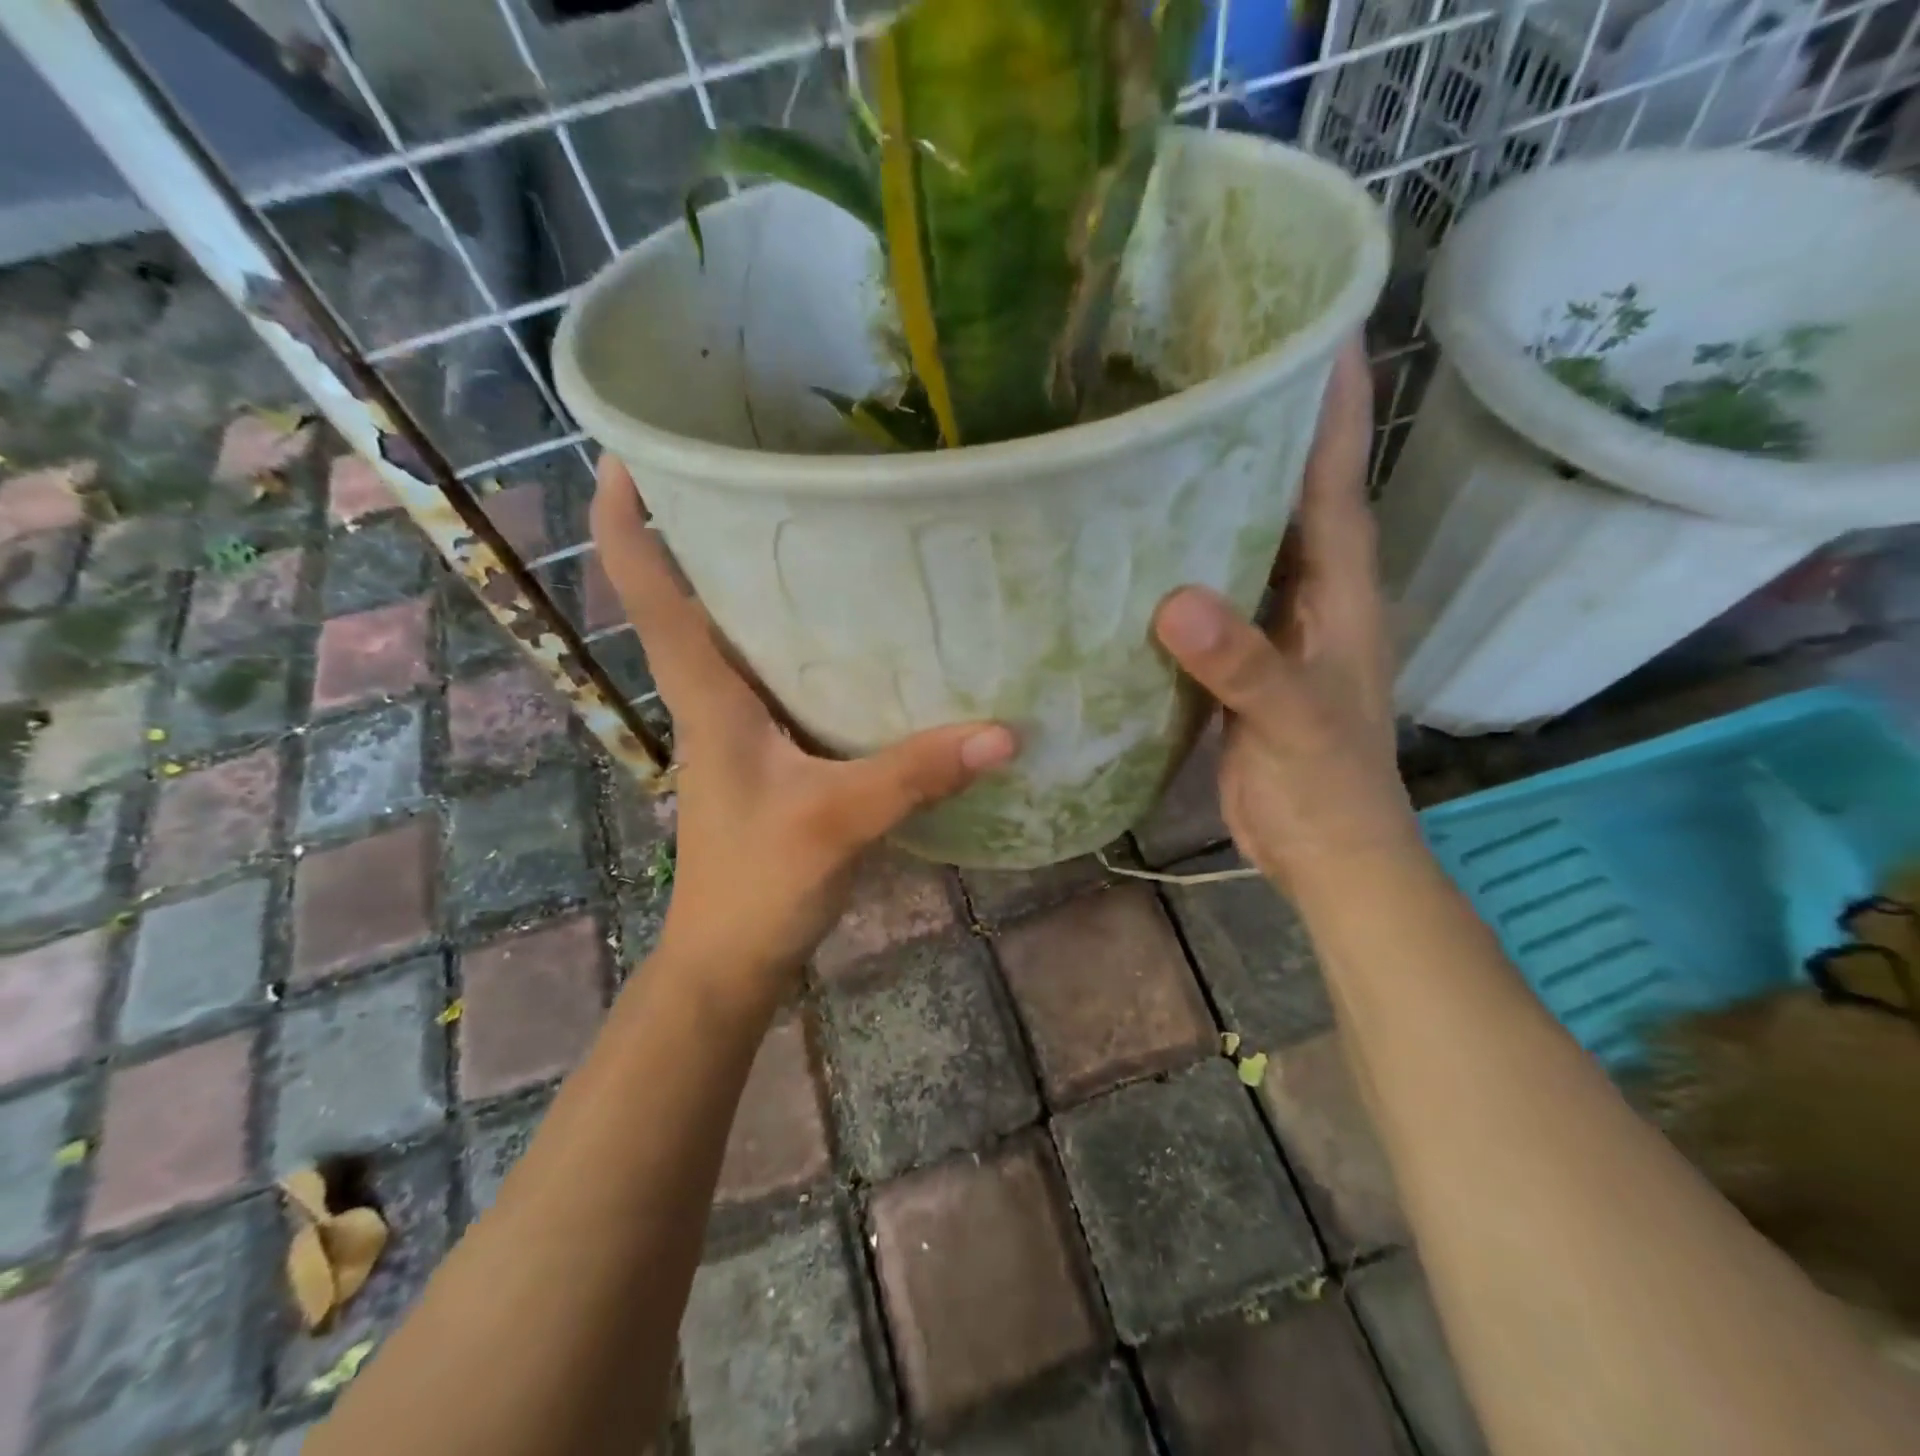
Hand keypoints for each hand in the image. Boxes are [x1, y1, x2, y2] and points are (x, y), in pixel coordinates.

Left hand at [590, 456, 1015, 1005]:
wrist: (731, 959)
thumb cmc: (756, 885)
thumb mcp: (838, 822)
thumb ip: (915, 774)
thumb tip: (1005, 732)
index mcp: (706, 694)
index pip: (648, 591)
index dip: (627, 519)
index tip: (634, 450)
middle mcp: (714, 696)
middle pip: (697, 595)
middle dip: (717, 530)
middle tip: (773, 469)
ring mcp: (741, 725)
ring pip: (744, 635)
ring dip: (766, 586)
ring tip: (826, 529)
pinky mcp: (770, 752)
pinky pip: (784, 677)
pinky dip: (810, 645)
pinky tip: (865, 636)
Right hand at [1152, 339, 1416, 892]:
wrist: (1326, 852)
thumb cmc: (1327, 786)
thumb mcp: (1292, 720)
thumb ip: (1242, 663)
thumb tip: (1174, 602)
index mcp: (1338, 590)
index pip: (1335, 480)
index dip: (1331, 404)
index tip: (1313, 326)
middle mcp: (1307, 594)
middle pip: (1286, 496)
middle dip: (1260, 432)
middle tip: (1206, 373)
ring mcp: (1270, 628)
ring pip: (1242, 545)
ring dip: (1213, 499)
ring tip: (1159, 445)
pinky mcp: (1236, 662)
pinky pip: (1208, 598)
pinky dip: (1180, 569)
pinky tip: (1136, 551)